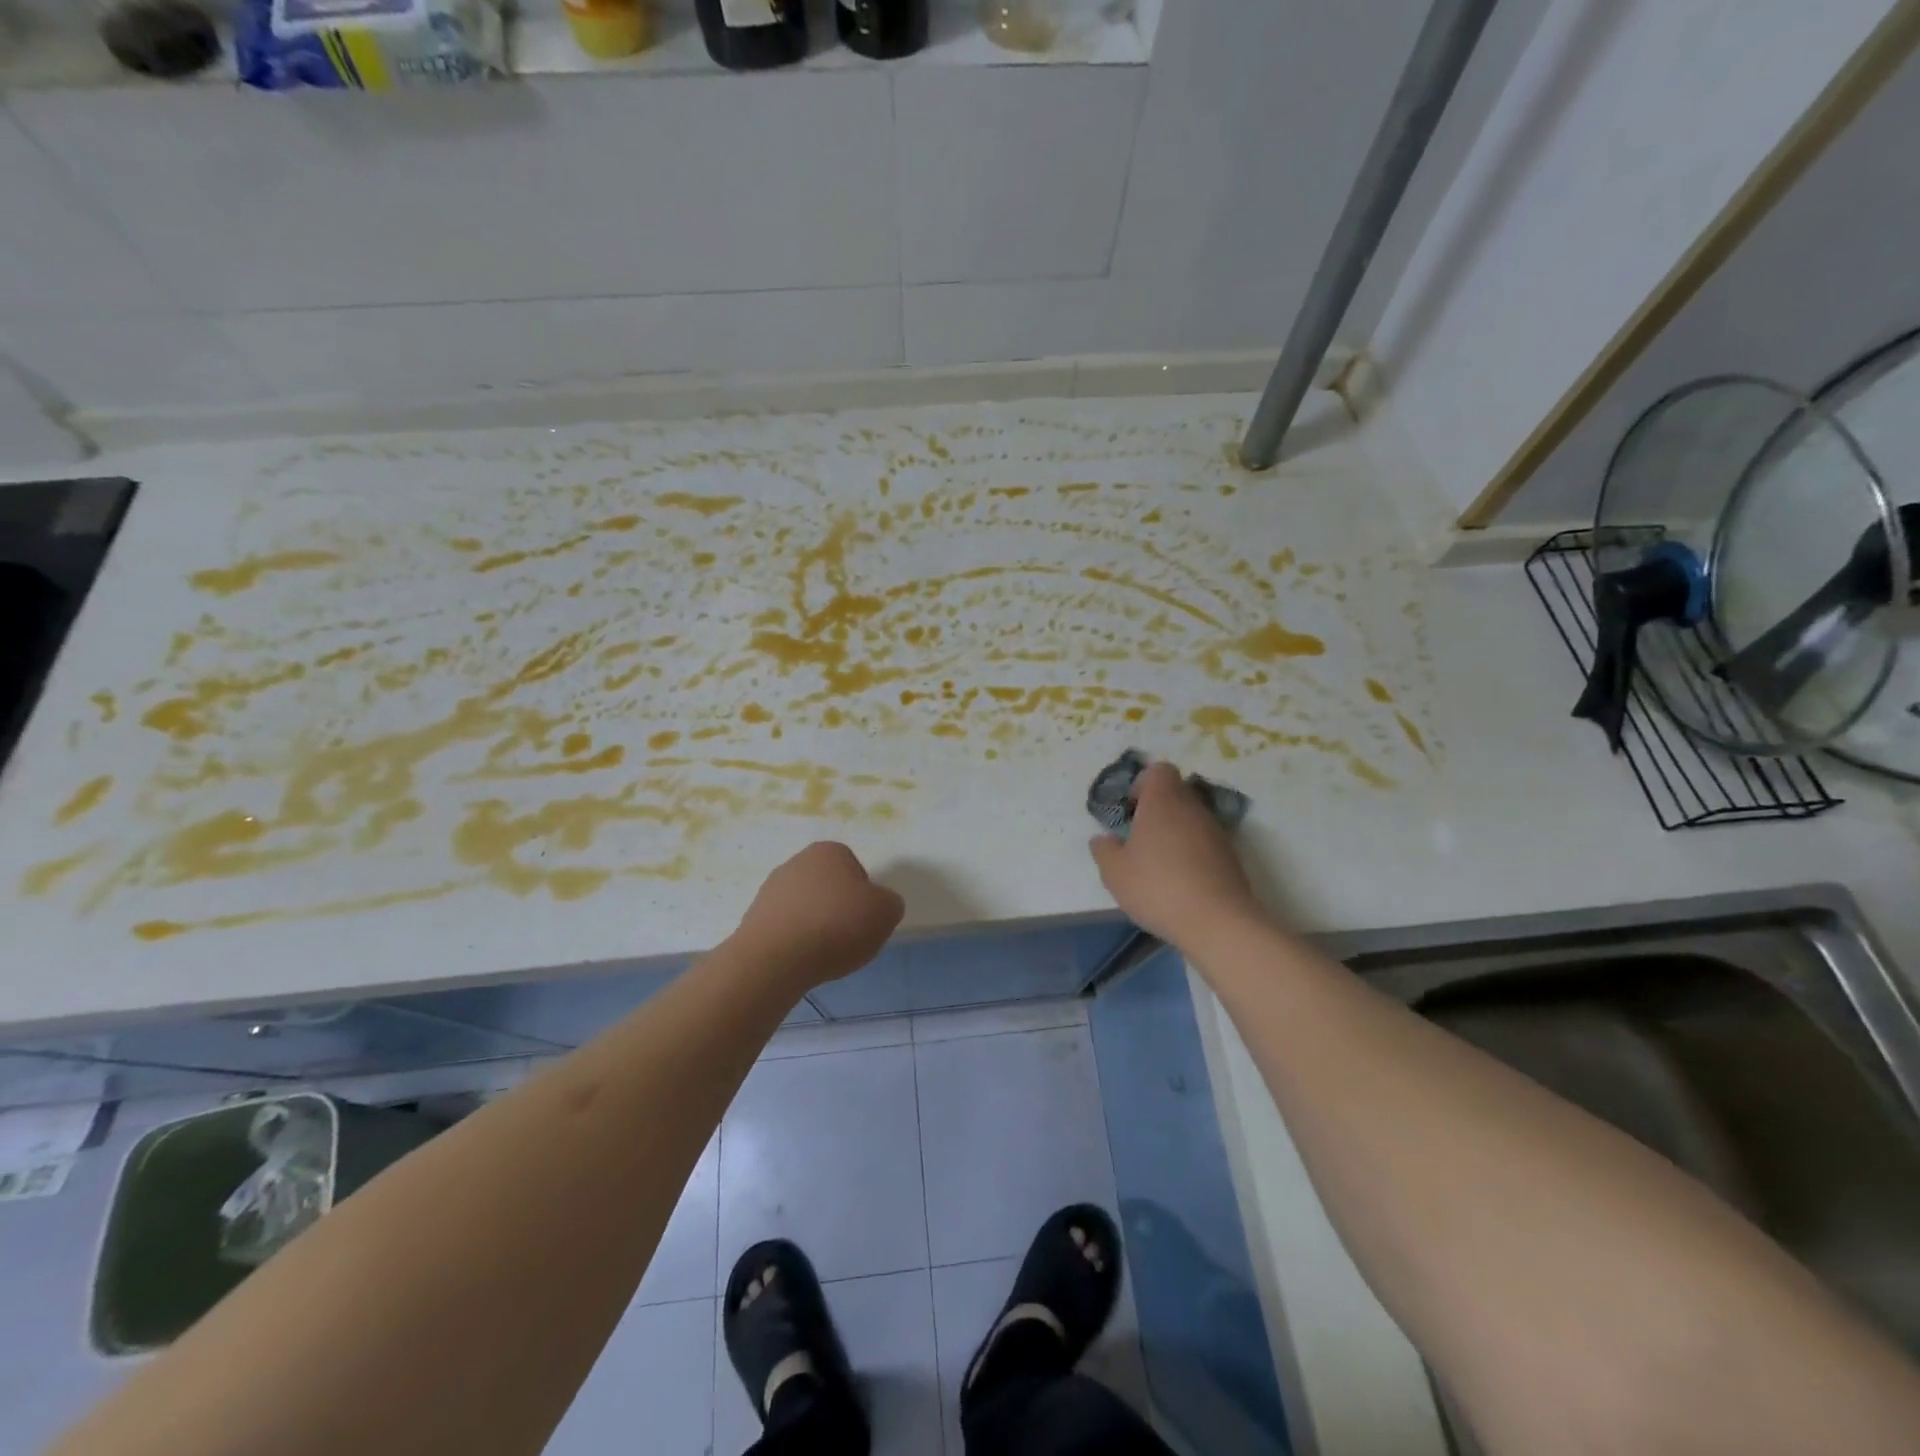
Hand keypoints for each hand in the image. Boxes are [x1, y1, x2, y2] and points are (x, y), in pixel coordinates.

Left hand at [731, 842, 904, 989]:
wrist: (776, 958)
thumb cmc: (837, 925)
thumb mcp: (886, 912)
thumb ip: (889, 903)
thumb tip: (879, 905)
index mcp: (828, 851)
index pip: (856, 870)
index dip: (864, 896)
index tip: (864, 919)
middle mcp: (796, 862)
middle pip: (828, 888)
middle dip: (838, 910)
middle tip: (848, 937)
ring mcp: (770, 890)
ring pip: (805, 908)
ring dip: (815, 926)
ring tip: (823, 953)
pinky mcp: (753, 918)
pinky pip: (785, 929)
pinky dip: (795, 942)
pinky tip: (800, 960)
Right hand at [1089, 760, 1263, 945]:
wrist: (1217, 921)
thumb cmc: (1157, 886)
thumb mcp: (1114, 872)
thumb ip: (1104, 849)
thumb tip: (1104, 839)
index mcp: (1163, 801)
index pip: (1159, 770)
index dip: (1142, 785)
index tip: (1131, 811)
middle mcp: (1193, 808)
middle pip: (1176, 793)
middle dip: (1156, 811)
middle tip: (1139, 840)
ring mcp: (1216, 831)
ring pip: (1191, 819)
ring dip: (1175, 833)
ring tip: (1158, 865)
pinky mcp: (1230, 856)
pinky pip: (1204, 843)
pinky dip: (1191, 854)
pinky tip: (1179, 882)